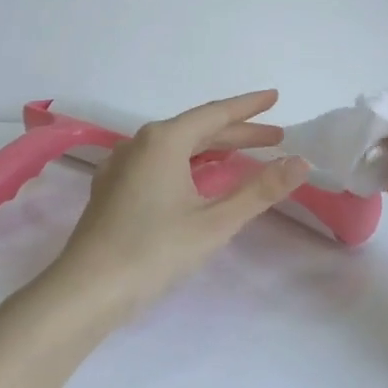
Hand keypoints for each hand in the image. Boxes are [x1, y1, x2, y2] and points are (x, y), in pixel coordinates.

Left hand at [41, 91, 309, 322]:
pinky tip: (198, 178)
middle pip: (197, 129)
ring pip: (176, 146)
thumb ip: (259, 190)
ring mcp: (122, 165)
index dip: (249, 106)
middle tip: (275, 137)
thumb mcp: (214, 222)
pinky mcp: (113, 188)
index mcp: (164, 140)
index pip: (215, 114)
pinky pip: (159, 162)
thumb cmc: (154, 251)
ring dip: (212, 148)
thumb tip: (301, 162)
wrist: (86, 290)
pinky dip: (188, 163)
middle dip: (237, 131)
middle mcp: (140, 143)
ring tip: (244, 154)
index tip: (275, 97)